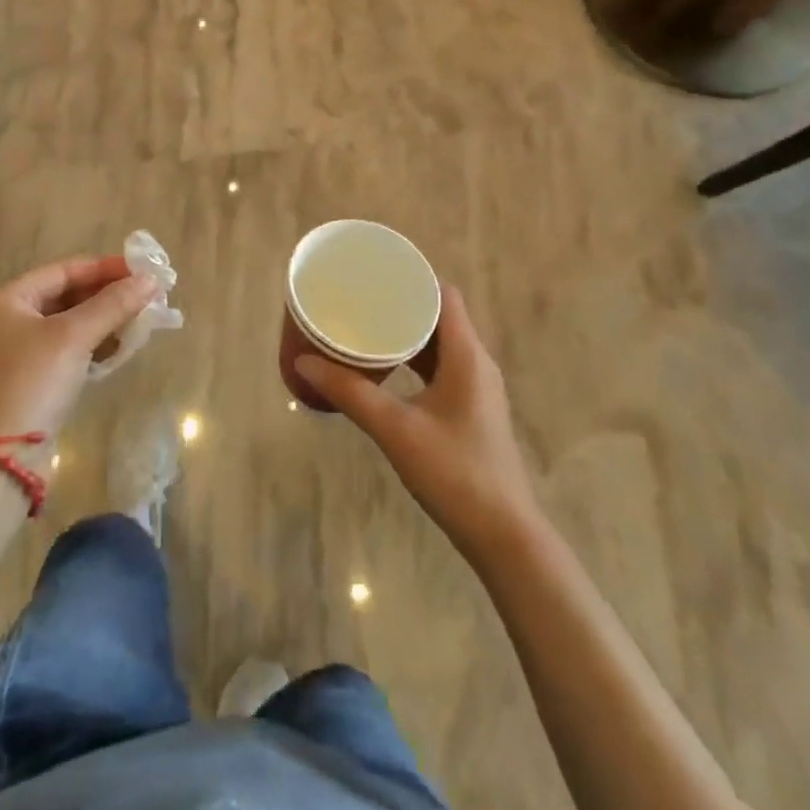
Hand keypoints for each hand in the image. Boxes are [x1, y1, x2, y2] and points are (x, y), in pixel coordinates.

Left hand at [0, 256, 156, 439]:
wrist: (1, 460)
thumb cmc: (32, 383)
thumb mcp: (74, 336)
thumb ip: (113, 304)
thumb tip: (150, 280)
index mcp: (7, 300)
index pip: (64, 271)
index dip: (105, 268)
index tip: (143, 271)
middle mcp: (7, 320)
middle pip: (68, 296)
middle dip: (109, 296)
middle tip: (148, 296)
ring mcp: (17, 352)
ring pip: (71, 324)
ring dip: (106, 321)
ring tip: (142, 321)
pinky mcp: (30, 379)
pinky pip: (69, 349)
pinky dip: (94, 345)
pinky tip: (120, 348)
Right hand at [296, 286, 541, 564]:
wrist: (503, 536)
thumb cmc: (454, 473)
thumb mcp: (396, 429)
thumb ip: (350, 393)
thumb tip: (305, 362)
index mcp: (467, 355)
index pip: (444, 295)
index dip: (413, 279)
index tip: (376, 274)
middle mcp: (477, 362)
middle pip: (440, 317)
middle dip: (402, 305)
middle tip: (361, 300)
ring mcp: (477, 387)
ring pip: (440, 344)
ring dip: (408, 334)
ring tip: (367, 328)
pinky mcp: (472, 409)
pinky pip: (442, 368)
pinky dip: (415, 360)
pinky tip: (387, 370)